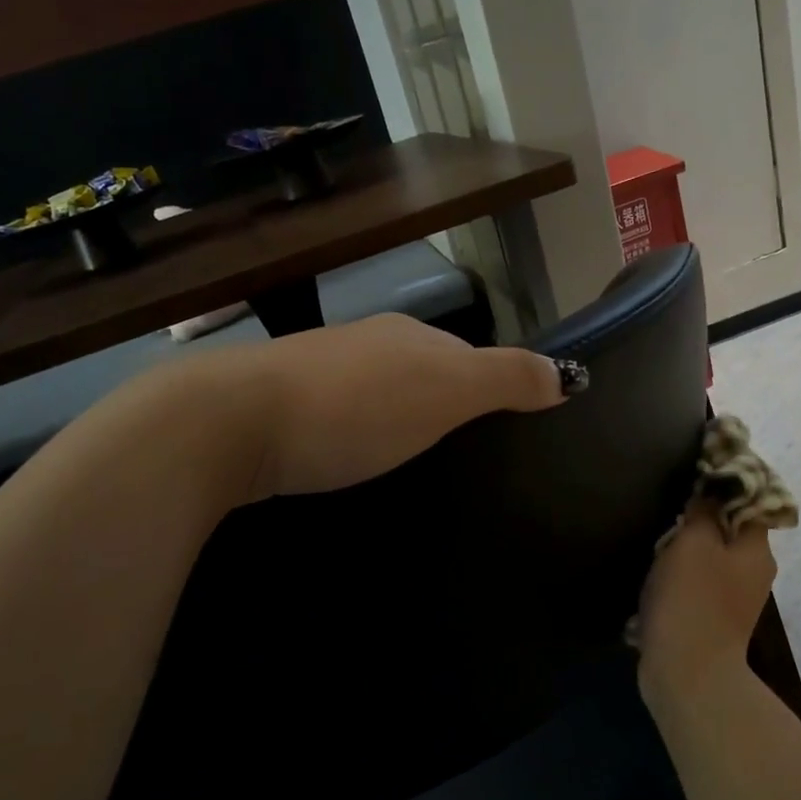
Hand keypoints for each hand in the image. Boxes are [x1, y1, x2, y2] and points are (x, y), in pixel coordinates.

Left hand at [242, 313, 566, 500]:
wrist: (233, 421)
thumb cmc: (355, 408)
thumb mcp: (446, 392)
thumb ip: (507, 379)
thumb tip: (567, 375)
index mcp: (410, 336)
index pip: (469, 356)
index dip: (490, 387)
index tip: (502, 431)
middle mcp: (368, 342)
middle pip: (423, 370)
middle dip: (444, 404)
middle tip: (461, 454)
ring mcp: (320, 368)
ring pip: (379, 390)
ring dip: (398, 418)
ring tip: (409, 462)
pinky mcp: (283, 402)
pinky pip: (341, 412)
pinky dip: (357, 430)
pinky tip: (351, 457)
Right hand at [635, 503, 776, 698]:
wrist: (687, 673)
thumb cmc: (693, 599)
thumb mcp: (695, 542)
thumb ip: (703, 511)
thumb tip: (709, 493)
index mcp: (757, 551)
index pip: (750, 504)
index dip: (726, 486)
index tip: (697, 476)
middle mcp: (753, 574)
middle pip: (730, 531)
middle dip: (702, 518)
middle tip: (671, 508)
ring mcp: (734, 601)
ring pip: (712, 558)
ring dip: (687, 549)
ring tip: (658, 539)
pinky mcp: (712, 621)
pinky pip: (698, 585)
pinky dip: (680, 577)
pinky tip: (656, 576)